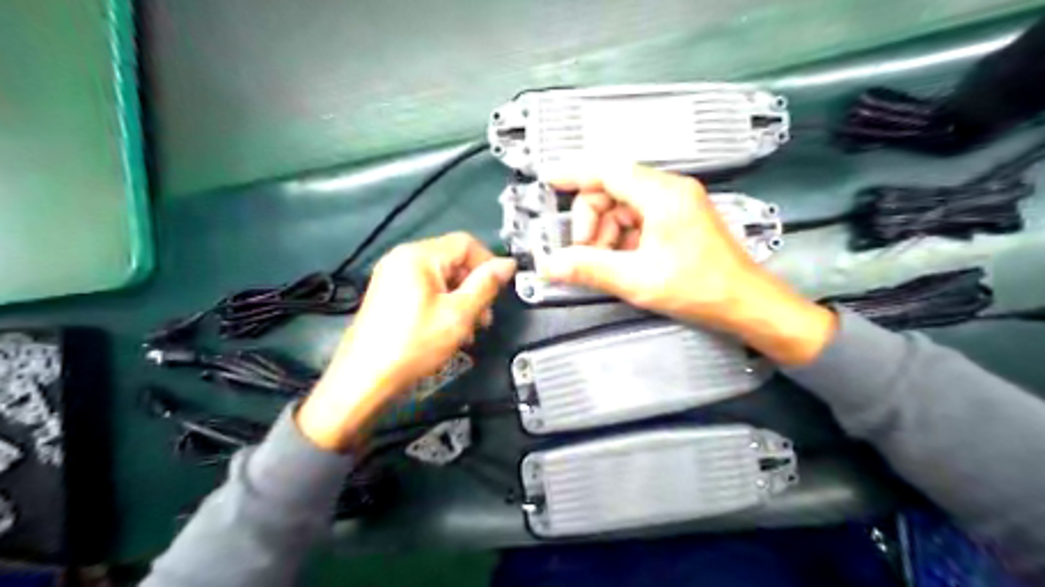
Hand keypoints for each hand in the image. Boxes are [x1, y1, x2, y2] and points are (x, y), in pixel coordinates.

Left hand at [295, 232, 514, 449]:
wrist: (365, 378)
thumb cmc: (413, 345)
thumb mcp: (459, 314)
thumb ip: (486, 285)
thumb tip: (507, 265)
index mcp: (418, 256)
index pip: (466, 243)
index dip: (489, 263)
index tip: (500, 290)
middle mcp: (402, 258)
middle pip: (453, 260)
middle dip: (475, 287)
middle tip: (484, 318)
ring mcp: (392, 276)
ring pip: (441, 277)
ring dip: (461, 299)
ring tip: (468, 329)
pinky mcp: (389, 293)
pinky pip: (425, 289)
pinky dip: (443, 304)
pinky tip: (449, 329)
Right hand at [542, 164, 839, 367]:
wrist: (745, 303)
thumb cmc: (698, 288)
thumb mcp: (636, 279)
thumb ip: (589, 269)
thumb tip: (549, 266)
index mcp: (661, 195)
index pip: (607, 170)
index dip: (574, 173)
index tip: (548, 181)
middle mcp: (669, 190)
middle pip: (612, 189)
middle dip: (591, 220)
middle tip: (584, 254)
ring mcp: (676, 203)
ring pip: (623, 205)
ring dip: (605, 232)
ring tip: (605, 264)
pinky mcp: (679, 218)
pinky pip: (638, 218)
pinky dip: (622, 237)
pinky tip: (622, 262)